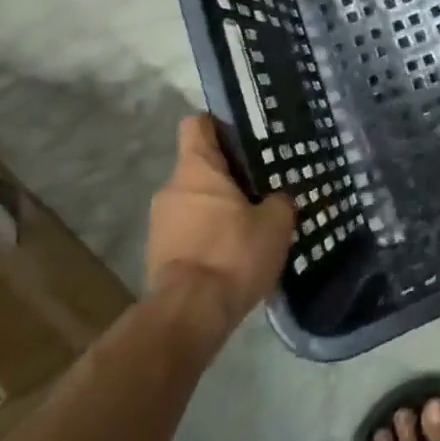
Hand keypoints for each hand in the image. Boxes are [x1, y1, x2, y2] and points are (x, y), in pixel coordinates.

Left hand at [146, 116, 293, 327]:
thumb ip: (280, 200)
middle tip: (263, 184)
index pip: (198, 125)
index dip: (219, 124)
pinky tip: (235, 251)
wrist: (188, 316)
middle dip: (229, 174)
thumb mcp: (275, 222)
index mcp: (197, 168)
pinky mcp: (159, 254)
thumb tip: (280, 197)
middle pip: (200, 166)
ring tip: (252, 221)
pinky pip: (189, 230)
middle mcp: (171, 188)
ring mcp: (160, 223)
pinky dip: (209, 235)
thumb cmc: (232, 253)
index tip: (245, 134)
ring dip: (219, 207)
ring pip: (196, 200)